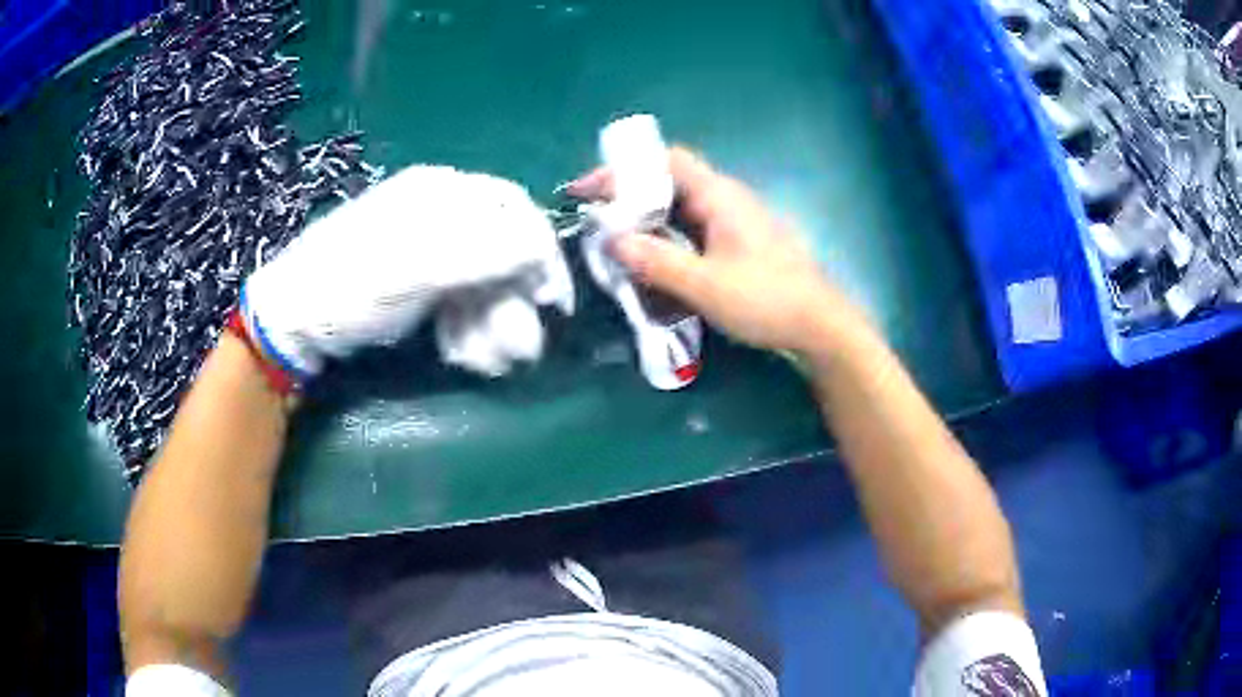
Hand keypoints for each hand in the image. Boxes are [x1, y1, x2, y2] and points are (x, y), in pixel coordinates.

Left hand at [241, 165, 572, 382]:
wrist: (294, 321)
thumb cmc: (348, 286)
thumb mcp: (412, 268)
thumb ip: (480, 252)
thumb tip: (539, 249)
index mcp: (439, 192)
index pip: (513, 208)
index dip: (540, 253)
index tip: (551, 302)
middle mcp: (440, 214)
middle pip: (502, 252)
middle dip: (511, 304)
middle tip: (517, 351)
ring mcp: (429, 249)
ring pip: (483, 284)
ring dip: (491, 324)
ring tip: (481, 361)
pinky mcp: (421, 281)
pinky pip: (462, 300)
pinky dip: (467, 328)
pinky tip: (457, 352)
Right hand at [570, 147, 868, 358]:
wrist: (820, 325)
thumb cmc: (766, 299)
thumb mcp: (704, 285)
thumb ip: (656, 261)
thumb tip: (612, 240)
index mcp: (719, 195)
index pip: (666, 161)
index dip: (624, 169)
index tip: (589, 191)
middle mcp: (728, 198)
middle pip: (671, 182)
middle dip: (630, 197)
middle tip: (597, 222)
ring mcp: (737, 220)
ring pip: (682, 207)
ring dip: (649, 220)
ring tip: (618, 242)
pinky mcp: (741, 242)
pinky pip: (696, 228)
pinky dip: (669, 237)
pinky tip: (656, 261)